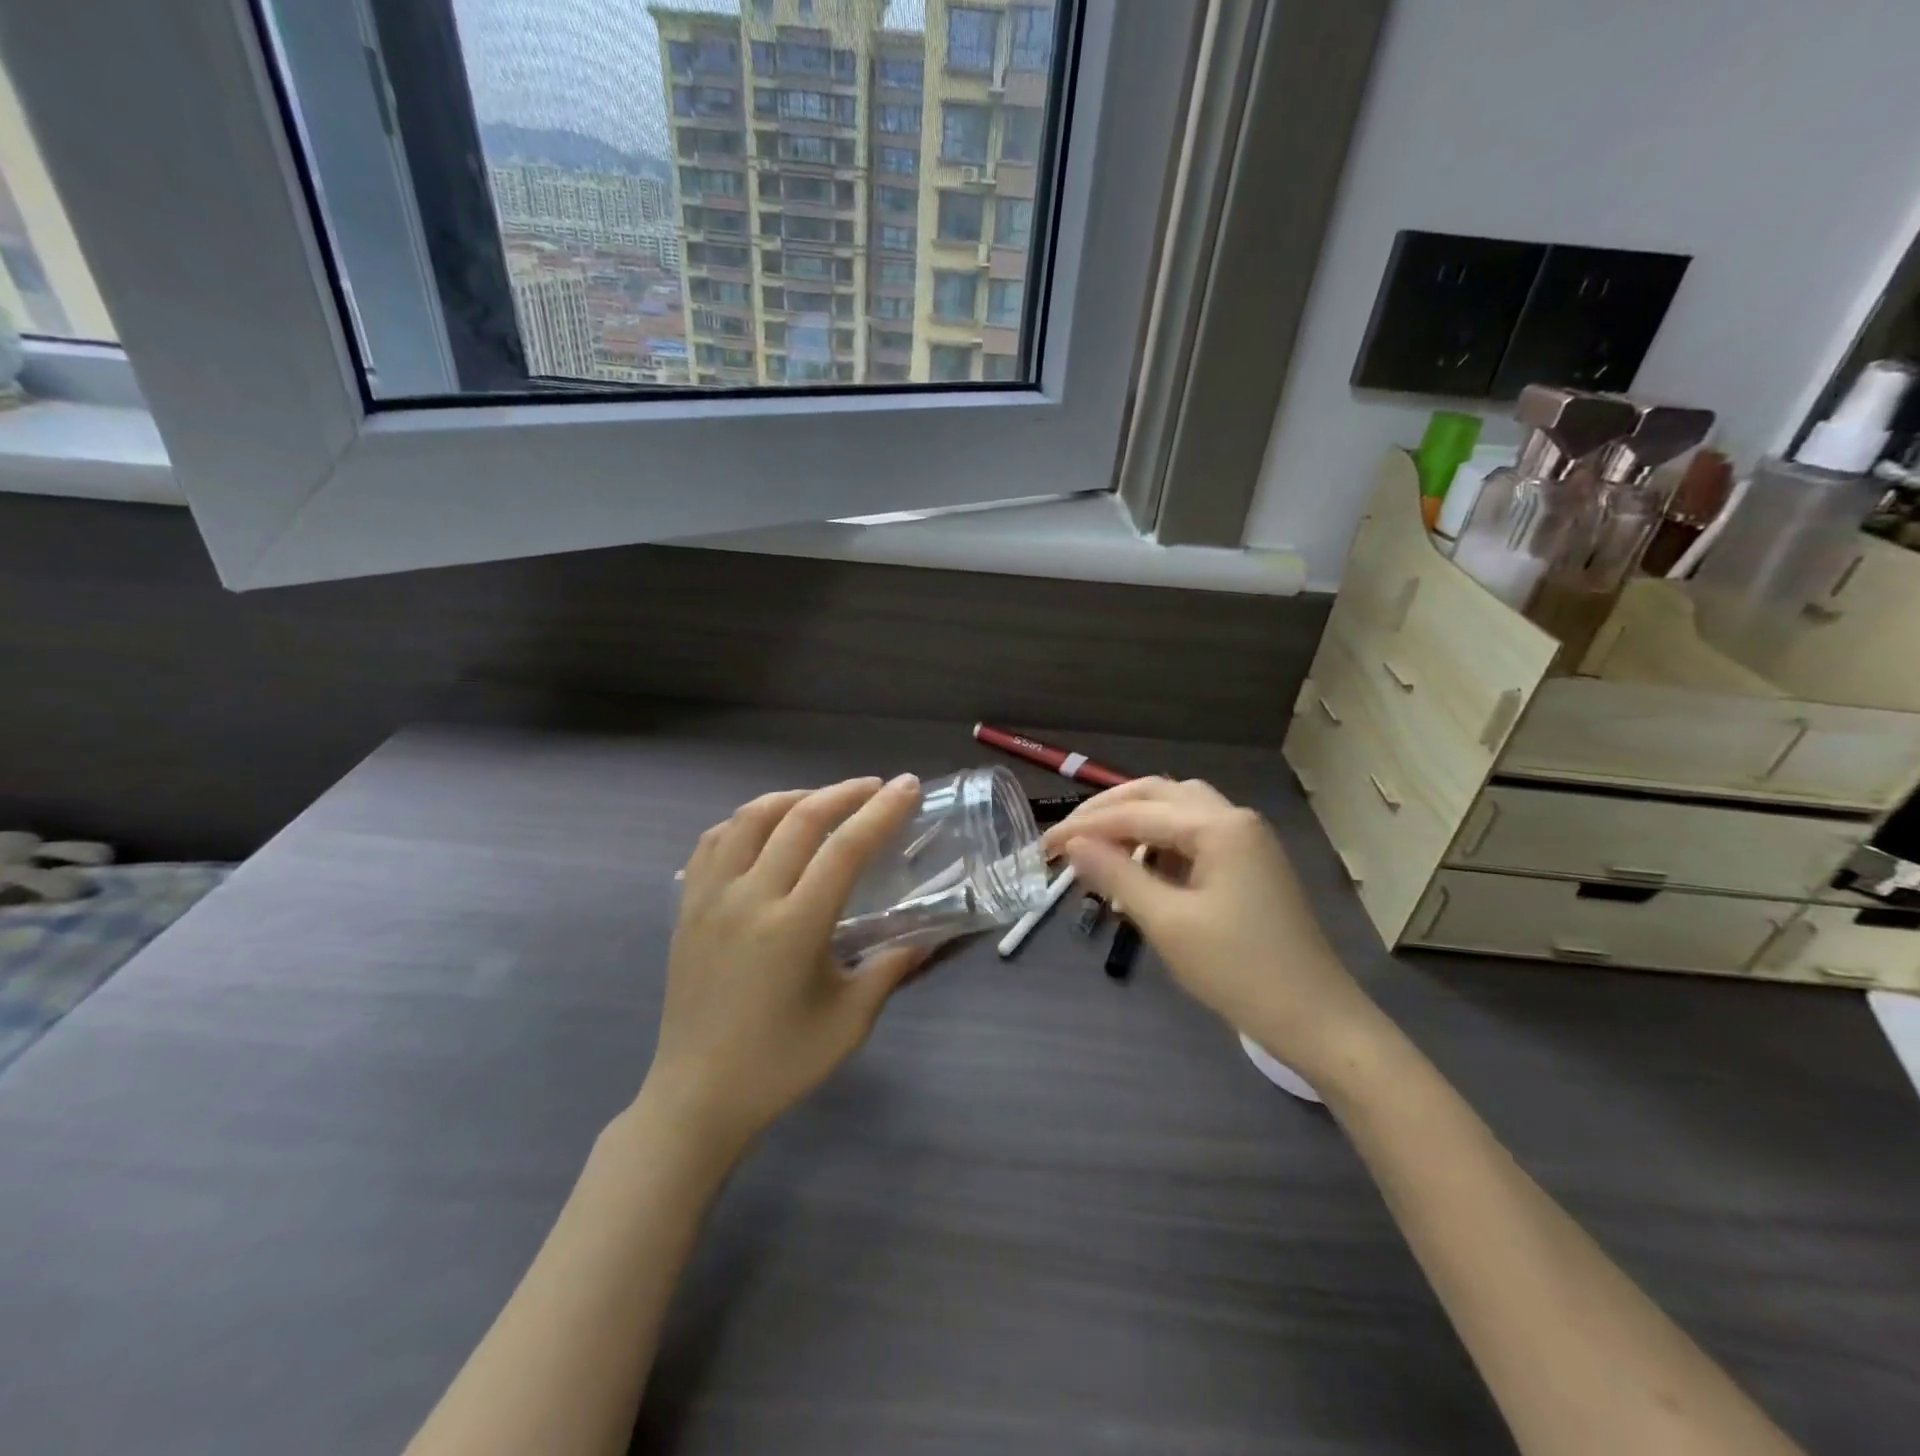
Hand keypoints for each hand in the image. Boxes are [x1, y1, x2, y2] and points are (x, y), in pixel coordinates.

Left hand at [643, 775, 924, 1154]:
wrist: (696, 1097)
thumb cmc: (780, 1064)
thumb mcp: (850, 1020)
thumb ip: (891, 969)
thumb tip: (928, 936)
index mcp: (795, 926)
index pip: (845, 848)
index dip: (881, 812)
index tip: (907, 786)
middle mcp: (749, 898)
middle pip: (799, 819)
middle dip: (843, 793)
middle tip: (876, 788)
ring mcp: (710, 898)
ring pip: (749, 818)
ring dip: (793, 798)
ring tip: (823, 801)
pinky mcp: (687, 907)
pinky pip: (713, 842)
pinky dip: (745, 822)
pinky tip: (764, 830)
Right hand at [1043, 778, 1382, 1077]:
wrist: (1317, 1020)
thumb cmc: (1239, 971)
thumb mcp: (1167, 923)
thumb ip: (1116, 876)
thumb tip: (1073, 845)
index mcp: (1218, 826)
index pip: (1135, 812)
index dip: (1084, 827)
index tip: (1044, 847)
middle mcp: (1234, 818)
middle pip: (1158, 794)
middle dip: (1107, 811)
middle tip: (1067, 837)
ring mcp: (1246, 840)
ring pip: (1177, 811)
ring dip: (1134, 823)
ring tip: (1097, 850)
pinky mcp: (1249, 864)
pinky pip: (1193, 836)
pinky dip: (1158, 844)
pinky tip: (1139, 870)